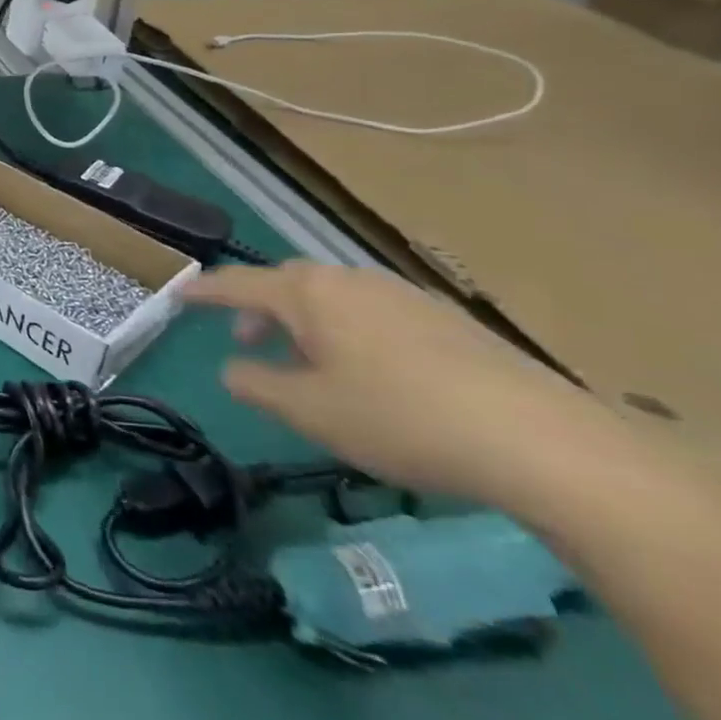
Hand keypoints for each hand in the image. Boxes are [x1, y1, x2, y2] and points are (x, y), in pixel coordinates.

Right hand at [184, 262, 622, 510]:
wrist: (540, 439)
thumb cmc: (400, 419)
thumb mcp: (309, 412)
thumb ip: (256, 385)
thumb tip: (232, 369)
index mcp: (308, 294)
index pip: (239, 283)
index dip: (205, 291)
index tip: (180, 294)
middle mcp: (349, 280)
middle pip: (288, 283)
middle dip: (259, 308)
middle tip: (246, 340)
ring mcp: (401, 294)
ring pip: (333, 297)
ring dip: (305, 321)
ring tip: (307, 361)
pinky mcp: (445, 318)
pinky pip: (372, 311)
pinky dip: (348, 330)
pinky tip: (368, 371)